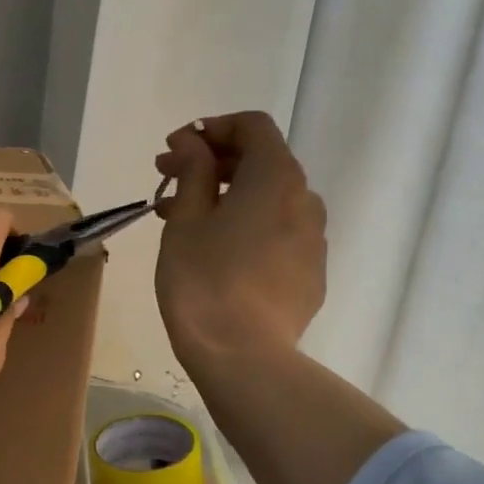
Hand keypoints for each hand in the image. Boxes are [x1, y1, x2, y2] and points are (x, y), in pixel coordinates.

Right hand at [153, 111, 326, 376]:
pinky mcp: (310, 274)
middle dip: (213, 163)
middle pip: (262, 161)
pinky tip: (216, 252)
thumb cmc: (204, 281)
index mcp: (276, 178)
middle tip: (169, 179)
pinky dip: (248, 227)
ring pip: (269, 200)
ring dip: (228, 196)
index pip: (253, 126)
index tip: (175, 149)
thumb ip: (192, 171)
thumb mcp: (185, 220)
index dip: (211, 128)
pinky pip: (278, 233)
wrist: (243, 357)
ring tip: (184, 218)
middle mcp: (305, 200)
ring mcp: (313, 240)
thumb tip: (191, 143)